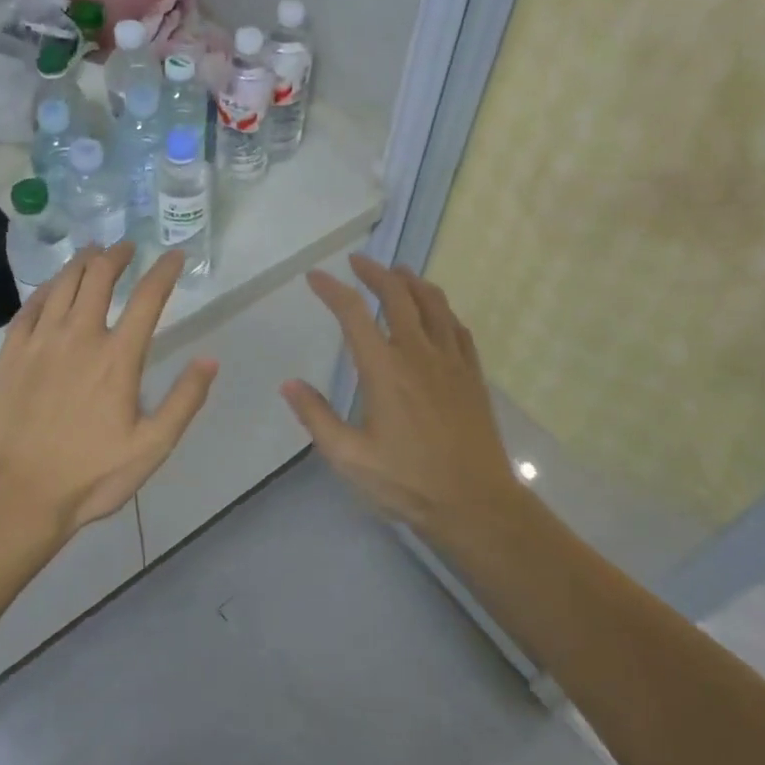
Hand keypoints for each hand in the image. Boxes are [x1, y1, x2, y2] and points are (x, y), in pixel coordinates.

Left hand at [0, 242, 218, 534]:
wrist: (20, 495)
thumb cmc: (92, 474)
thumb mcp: (153, 446)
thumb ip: (185, 400)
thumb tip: (210, 359)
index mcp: (118, 358)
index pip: (147, 298)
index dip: (164, 271)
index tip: (174, 256)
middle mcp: (79, 337)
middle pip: (99, 278)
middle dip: (116, 255)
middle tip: (126, 247)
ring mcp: (40, 343)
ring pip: (62, 285)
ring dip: (81, 263)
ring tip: (92, 252)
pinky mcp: (11, 355)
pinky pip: (28, 308)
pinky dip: (46, 290)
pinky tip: (52, 288)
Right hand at [282, 255, 518, 540]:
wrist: (475, 504)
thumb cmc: (407, 482)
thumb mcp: (349, 457)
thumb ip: (317, 417)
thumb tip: (288, 383)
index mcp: (384, 369)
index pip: (353, 314)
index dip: (332, 290)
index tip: (315, 277)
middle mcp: (418, 353)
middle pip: (397, 295)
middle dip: (375, 272)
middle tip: (358, 261)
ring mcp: (451, 361)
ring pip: (433, 303)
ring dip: (412, 281)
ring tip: (397, 273)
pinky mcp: (473, 374)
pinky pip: (457, 327)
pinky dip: (442, 310)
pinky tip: (436, 313)